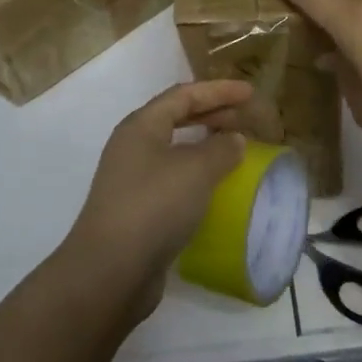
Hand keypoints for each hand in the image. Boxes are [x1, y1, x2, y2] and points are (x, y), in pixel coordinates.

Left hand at [66, 79, 251, 308]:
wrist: (111, 270)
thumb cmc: (154, 206)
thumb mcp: (196, 170)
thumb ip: (220, 149)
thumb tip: (234, 139)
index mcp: (141, 127)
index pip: (183, 95)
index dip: (218, 91)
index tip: (249, 92)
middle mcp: (132, 147)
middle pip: (175, 118)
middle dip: (211, 114)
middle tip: (244, 117)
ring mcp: (132, 179)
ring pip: (174, 150)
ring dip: (204, 145)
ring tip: (234, 149)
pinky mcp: (137, 209)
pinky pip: (173, 178)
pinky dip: (197, 174)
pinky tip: (215, 187)